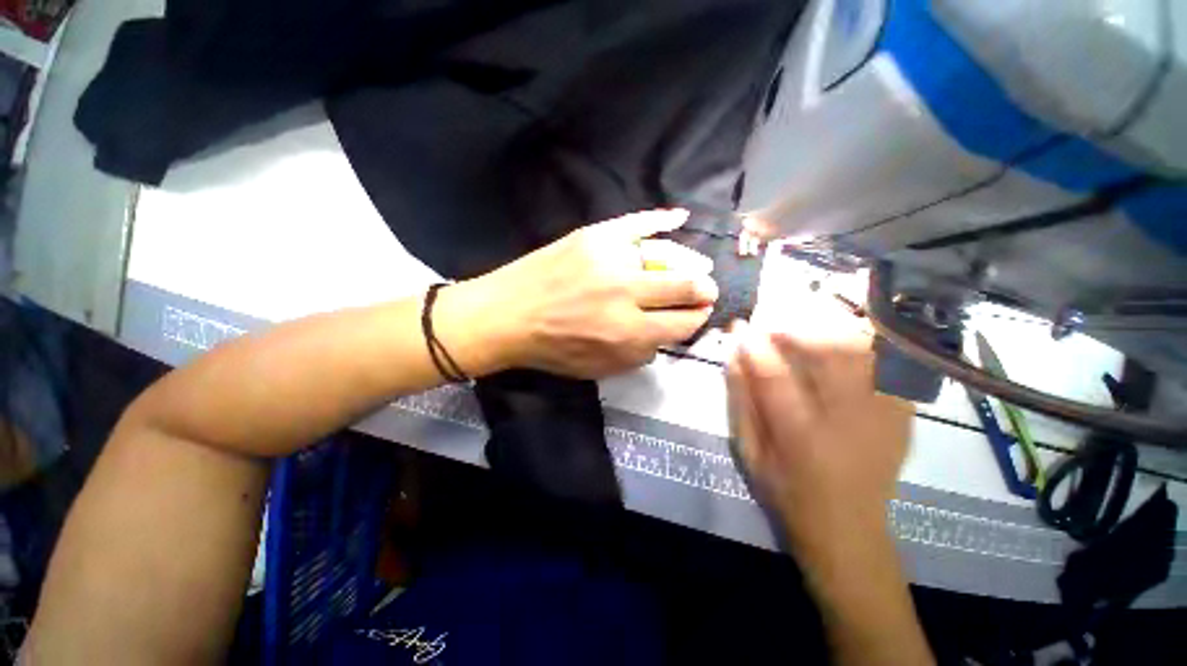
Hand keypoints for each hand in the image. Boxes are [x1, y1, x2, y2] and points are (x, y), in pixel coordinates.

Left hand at [445, 209, 718, 378]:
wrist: (506, 315)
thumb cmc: (551, 349)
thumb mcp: (598, 369)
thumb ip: (638, 356)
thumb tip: (665, 337)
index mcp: (628, 333)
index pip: (681, 324)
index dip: (696, 320)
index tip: (699, 315)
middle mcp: (627, 294)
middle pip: (684, 288)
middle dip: (703, 292)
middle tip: (707, 292)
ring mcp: (611, 260)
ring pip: (668, 257)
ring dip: (691, 265)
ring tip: (700, 268)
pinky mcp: (594, 236)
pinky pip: (637, 223)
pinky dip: (661, 219)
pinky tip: (680, 218)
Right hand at [726, 318, 912, 560]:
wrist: (848, 527)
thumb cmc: (787, 490)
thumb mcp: (749, 451)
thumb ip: (740, 401)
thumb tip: (734, 356)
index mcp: (802, 437)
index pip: (774, 376)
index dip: (754, 345)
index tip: (739, 326)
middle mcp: (849, 422)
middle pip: (831, 354)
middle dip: (798, 327)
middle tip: (774, 320)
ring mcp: (884, 416)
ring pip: (865, 352)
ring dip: (832, 328)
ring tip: (807, 322)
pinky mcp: (902, 414)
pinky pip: (888, 364)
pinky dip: (866, 344)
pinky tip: (845, 339)